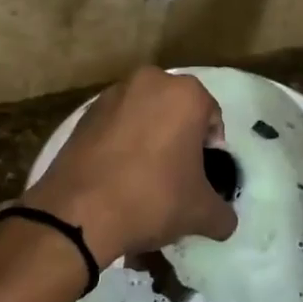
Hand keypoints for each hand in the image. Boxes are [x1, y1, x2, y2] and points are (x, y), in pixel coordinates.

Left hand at [20, 67, 237, 264]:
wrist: (79, 212)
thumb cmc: (153, 199)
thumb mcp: (201, 213)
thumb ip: (223, 213)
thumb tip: (223, 220)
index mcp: (185, 94)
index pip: (211, 117)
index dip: (210, 150)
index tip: (201, 177)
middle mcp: (150, 81)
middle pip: (176, 111)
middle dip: (179, 138)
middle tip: (176, 176)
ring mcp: (112, 94)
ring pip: (144, 116)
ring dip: (149, 138)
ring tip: (143, 178)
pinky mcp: (84, 112)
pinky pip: (115, 125)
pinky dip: (121, 143)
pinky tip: (118, 176)